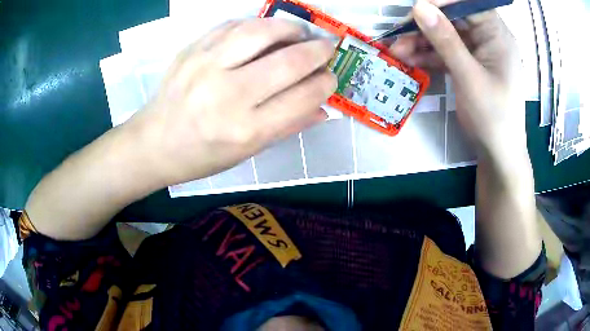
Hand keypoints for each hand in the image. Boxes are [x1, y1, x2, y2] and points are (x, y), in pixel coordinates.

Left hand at [134, 18, 336, 185]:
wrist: (153, 143)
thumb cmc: (201, 155)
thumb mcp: (247, 152)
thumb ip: (288, 126)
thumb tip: (323, 106)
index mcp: (245, 130)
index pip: (302, 97)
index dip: (325, 83)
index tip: (330, 77)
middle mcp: (227, 95)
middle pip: (288, 61)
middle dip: (318, 50)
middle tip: (327, 47)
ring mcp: (206, 67)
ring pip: (261, 31)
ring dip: (290, 27)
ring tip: (300, 33)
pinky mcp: (192, 50)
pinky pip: (233, 25)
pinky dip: (258, 24)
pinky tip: (265, 31)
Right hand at [390, 0, 525, 158]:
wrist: (497, 154)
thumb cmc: (493, 117)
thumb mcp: (469, 77)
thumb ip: (446, 41)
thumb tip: (419, 7)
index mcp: (498, 36)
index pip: (470, 4)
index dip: (444, 2)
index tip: (417, 8)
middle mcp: (488, 39)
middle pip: (454, 19)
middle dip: (426, 25)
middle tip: (399, 32)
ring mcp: (478, 53)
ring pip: (446, 36)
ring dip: (421, 42)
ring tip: (397, 52)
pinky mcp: (469, 65)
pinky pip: (446, 52)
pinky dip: (428, 56)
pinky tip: (410, 60)